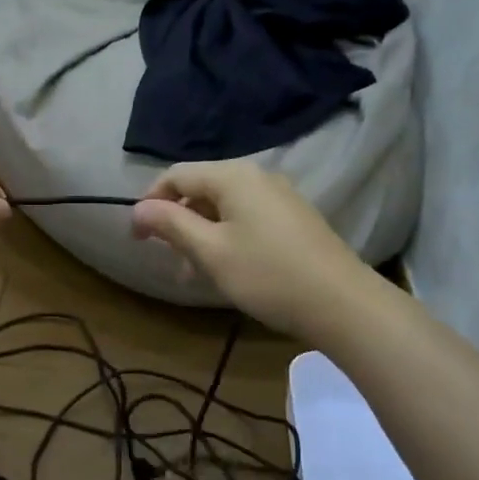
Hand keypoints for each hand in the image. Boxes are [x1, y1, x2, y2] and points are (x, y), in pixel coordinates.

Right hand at [131, 161, 372, 339]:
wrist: (342, 303)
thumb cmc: (267, 274)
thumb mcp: (210, 251)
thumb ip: (171, 225)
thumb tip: (138, 208)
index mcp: (233, 176)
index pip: (176, 176)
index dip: (150, 203)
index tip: (137, 238)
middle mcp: (256, 176)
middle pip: (200, 190)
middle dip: (177, 223)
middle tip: (169, 260)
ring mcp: (279, 197)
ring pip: (223, 208)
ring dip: (200, 236)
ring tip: (194, 275)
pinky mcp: (293, 218)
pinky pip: (245, 218)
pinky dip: (225, 238)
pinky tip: (227, 270)